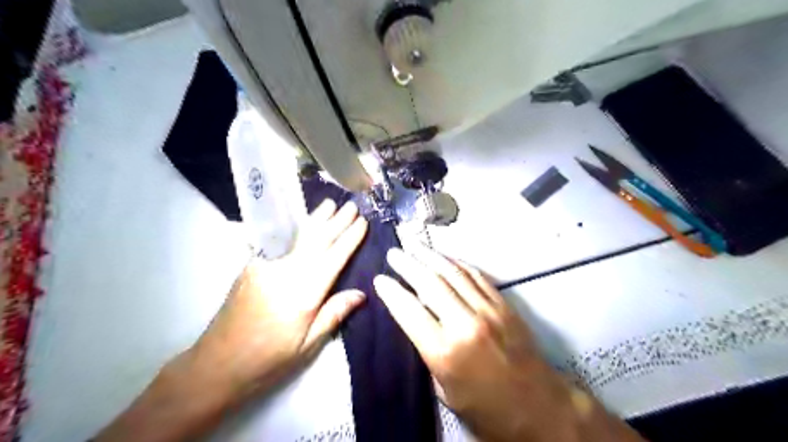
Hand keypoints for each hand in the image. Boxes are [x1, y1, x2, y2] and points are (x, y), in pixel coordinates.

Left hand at [190, 201, 369, 404]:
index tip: (363, 223)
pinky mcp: (252, 267)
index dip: (350, 238)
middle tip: (352, 205)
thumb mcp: (307, 345)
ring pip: (297, 236)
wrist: (216, 364)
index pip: (334, 258)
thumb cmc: (268, 360)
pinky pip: (280, 241)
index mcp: (304, 294)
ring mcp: (266, 266)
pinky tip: (303, 223)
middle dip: (336, 221)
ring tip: (329, 203)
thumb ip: (334, 314)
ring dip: (316, 218)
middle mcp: (286, 273)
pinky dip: (296, 229)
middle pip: (317, 240)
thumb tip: (361, 293)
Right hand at [374, 248, 639, 441]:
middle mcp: (465, 324)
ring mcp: (488, 310)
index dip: (392, 292)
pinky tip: (445, 257)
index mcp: (445, 352)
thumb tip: (415, 321)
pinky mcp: (503, 304)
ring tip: (414, 245)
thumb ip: (427, 352)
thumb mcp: (444, 390)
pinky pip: (476, 276)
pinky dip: (457, 263)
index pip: (410, 311)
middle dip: (408, 264)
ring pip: (453, 273)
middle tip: (394, 253)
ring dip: (430, 256)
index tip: (380, 279)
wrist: (538, 406)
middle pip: (430, 283)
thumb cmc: (486, 407)